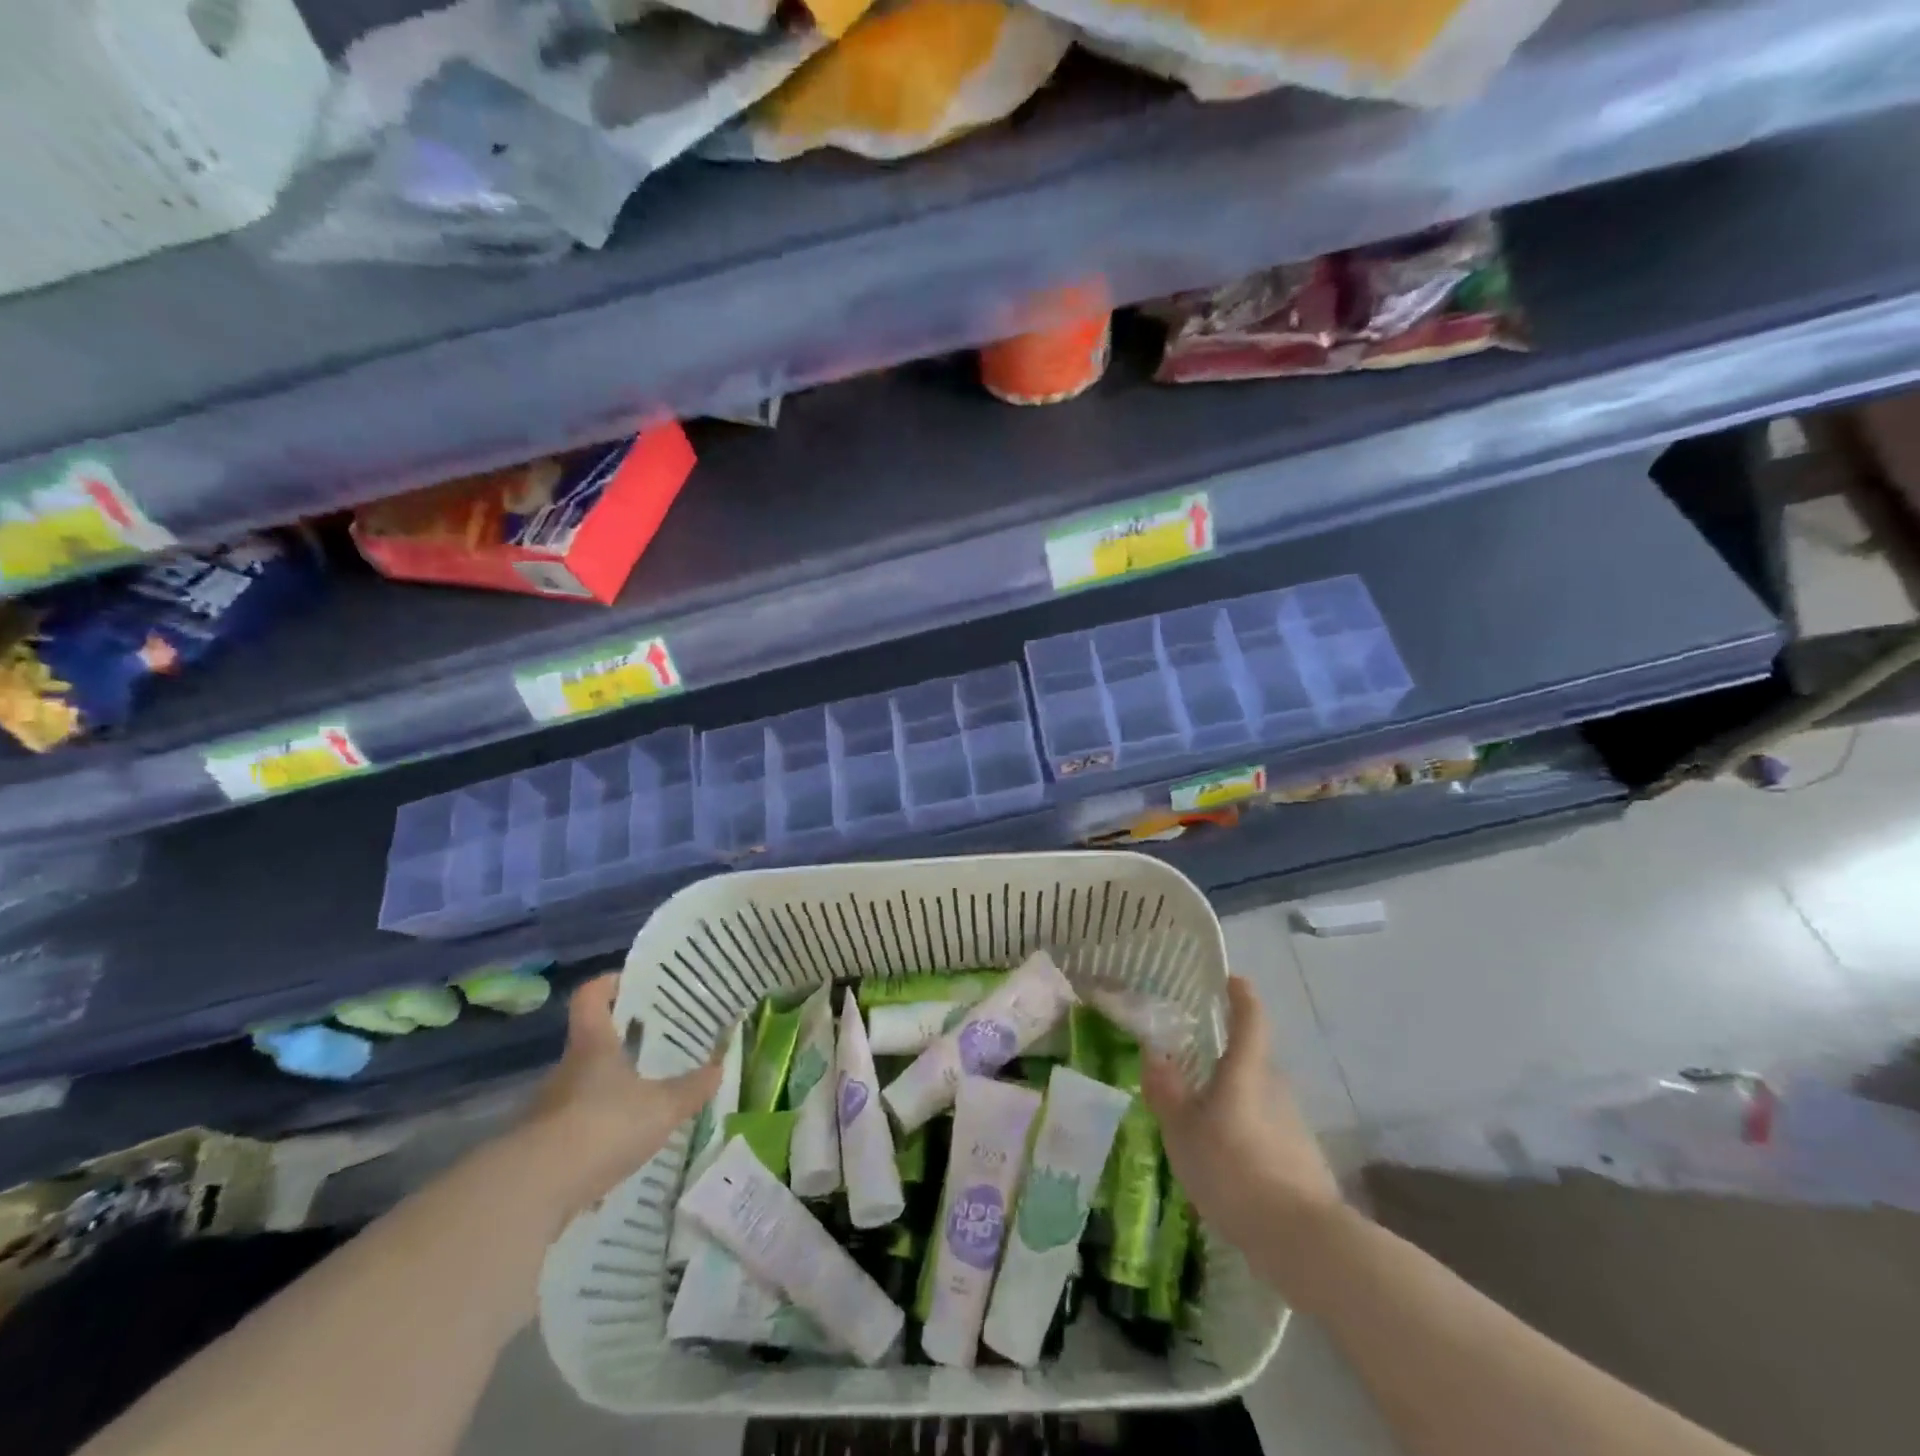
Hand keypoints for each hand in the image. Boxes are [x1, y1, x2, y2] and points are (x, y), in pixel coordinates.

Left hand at [521, 974, 724, 1213]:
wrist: (533, 1191)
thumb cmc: (603, 1127)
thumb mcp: (661, 1108)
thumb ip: (691, 1089)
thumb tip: (719, 1067)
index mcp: (594, 1045)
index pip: (591, 996)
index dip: (610, 983)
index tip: (633, 984)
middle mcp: (567, 1069)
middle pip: (590, 1042)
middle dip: (620, 1044)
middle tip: (655, 1048)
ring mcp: (548, 1109)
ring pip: (583, 1087)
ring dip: (608, 1092)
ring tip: (644, 1103)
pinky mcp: (541, 1148)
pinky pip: (574, 1129)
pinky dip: (596, 1133)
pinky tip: (620, 1149)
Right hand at [1143, 976, 1341, 1254]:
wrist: (1303, 1242)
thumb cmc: (1234, 1171)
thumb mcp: (1184, 1131)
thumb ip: (1167, 1091)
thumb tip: (1153, 1053)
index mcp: (1246, 1071)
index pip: (1250, 1019)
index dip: (1241, 995)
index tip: (1230, 980)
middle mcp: (1275, 1088)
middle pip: (1252, 1061)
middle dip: (1225, 1060)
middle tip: (1191, 1067)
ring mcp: (1293, 1125)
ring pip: (1258, 1099)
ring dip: (1233, 1102)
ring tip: (1201, 1124)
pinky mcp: (1302, 1159)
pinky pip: (1267, 1132)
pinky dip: (1246, 1136)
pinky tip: (1226, 1165)